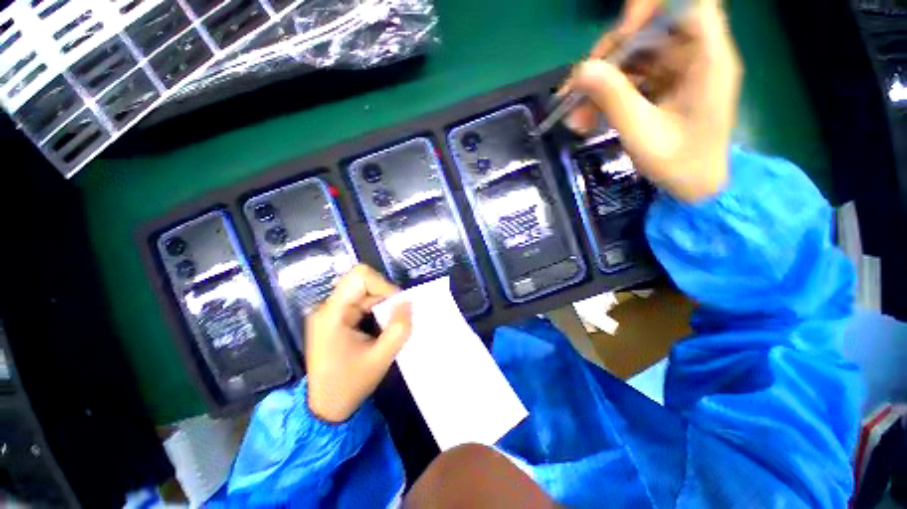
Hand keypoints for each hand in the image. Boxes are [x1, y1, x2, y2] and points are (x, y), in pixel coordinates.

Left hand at [305, 264, 411, 422]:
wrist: (325, 408)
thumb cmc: (350, 384)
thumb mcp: (381, 358)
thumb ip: (399, 328)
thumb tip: (408, 302)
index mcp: (333, 314)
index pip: (360, 276)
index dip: (383, 284)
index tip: (396, 305)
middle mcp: (328, 307)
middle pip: (362, 281)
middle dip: (385, 295)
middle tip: (396, 315)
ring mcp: (330, 312)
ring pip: (363, 290)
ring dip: (381, 302)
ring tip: (388, 323)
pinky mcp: (334, 318)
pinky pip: (359, 301)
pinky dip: (375, 308)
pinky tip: (380, 325)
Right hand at [567, 0, 741, 201]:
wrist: (694, 189)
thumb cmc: (680, 165)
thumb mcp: (643, 134)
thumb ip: (614, 99)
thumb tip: (580, 72)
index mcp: (707, 59)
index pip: (689, 4)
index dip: (653, 8)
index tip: (622, 32)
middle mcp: (694, 57)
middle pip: (650, 30)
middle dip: (609, 56)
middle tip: (577, 86)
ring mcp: (677, 72)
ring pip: (634, 57)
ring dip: (600, 83)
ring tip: (575, 116)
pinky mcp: (663, 88)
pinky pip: (631, 79)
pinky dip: (607, 96)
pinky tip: (587, 119)